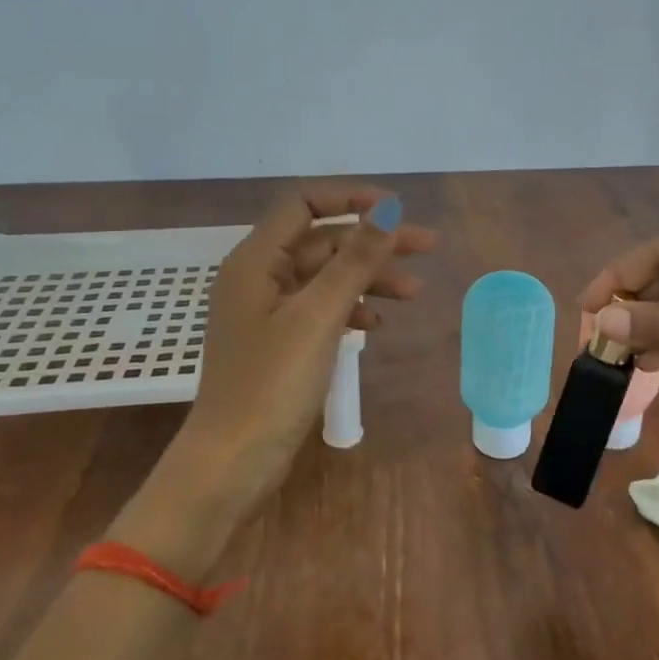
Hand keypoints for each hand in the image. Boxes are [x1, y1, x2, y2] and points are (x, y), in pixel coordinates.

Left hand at [162, 184, 434, 523]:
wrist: (233, 461)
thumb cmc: (271, 384)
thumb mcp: (319, 316)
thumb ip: (355, 260)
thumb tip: (387, 209)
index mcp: (256, 261)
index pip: (303, 204)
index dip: (350, 198)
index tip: (395, 210)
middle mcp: (259, 277)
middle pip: (323, 241)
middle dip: (373, 242)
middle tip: (426, 247)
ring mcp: (268, 312)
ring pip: (326, 277)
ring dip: (369, 278)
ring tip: (415, 293)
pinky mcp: (279, 342)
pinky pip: (321, 309)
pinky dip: (351, 308)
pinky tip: (376, 323)